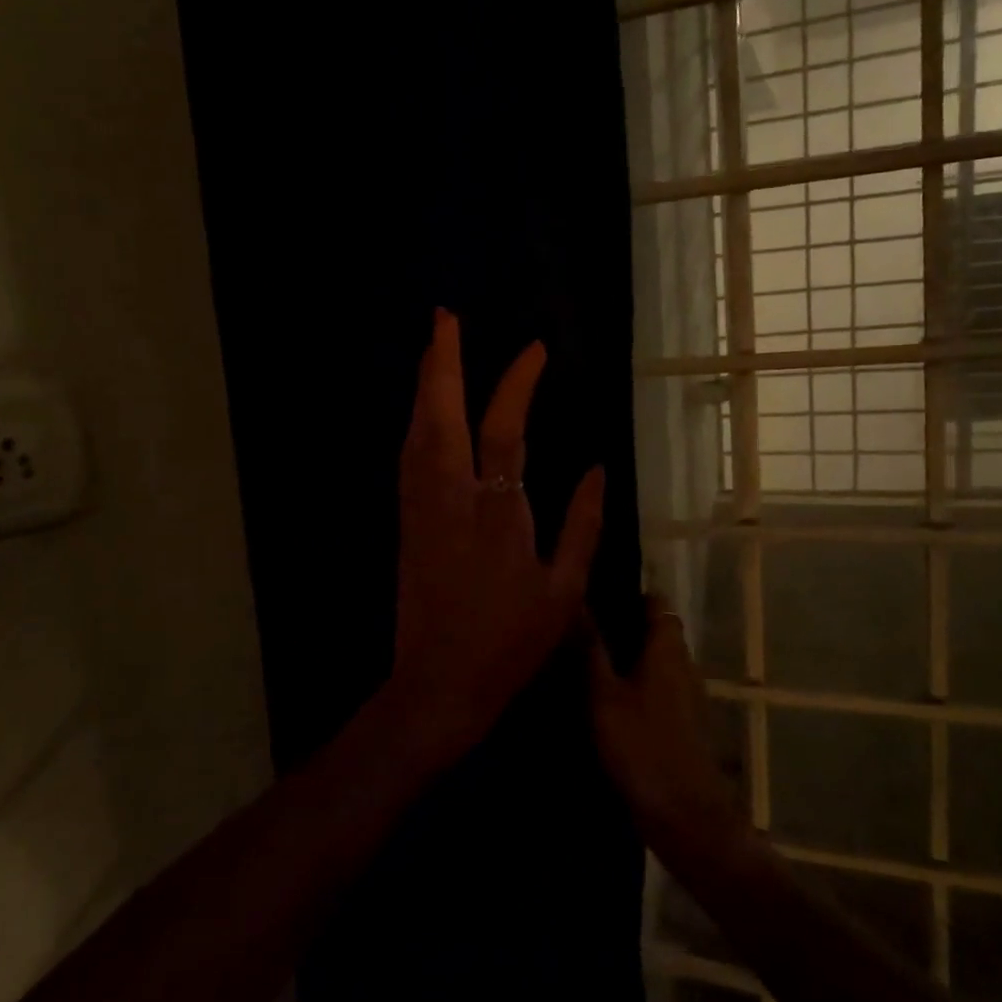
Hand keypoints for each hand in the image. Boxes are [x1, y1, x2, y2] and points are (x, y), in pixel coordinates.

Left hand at [384, 309, 604, 771]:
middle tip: (443, 318)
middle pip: (440, 415)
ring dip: (424, 387)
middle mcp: (450, 498)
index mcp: (497, 512)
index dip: (517, 383)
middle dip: (441, 362)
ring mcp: (420, 509)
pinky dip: (416, 423)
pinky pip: (408, 458)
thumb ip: (582, 525)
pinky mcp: (406, 524)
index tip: (534, 350)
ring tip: (432, 351)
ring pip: (416, 433)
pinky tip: (423, 414)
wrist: (438, 684)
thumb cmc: (510, 642)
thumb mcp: (564, 590)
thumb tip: (595, 469)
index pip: (504, 429)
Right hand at [588, 597, 745, 853]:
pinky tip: (605, 703)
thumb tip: (578, 603)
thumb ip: (591, 650)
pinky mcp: (683, 726)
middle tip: (580, 631)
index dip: (631, 595)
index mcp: (668, 650)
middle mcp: (683, 665)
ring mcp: (687, 697)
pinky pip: (657, 692)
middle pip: (656, 634)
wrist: (683, 813)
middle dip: (624, 629)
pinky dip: (636, 689)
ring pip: (656, 664)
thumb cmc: (642, 746)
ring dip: (628, 661)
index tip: (598, 595)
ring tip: (584, 663)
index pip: (657, 604)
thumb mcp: (604, 696)